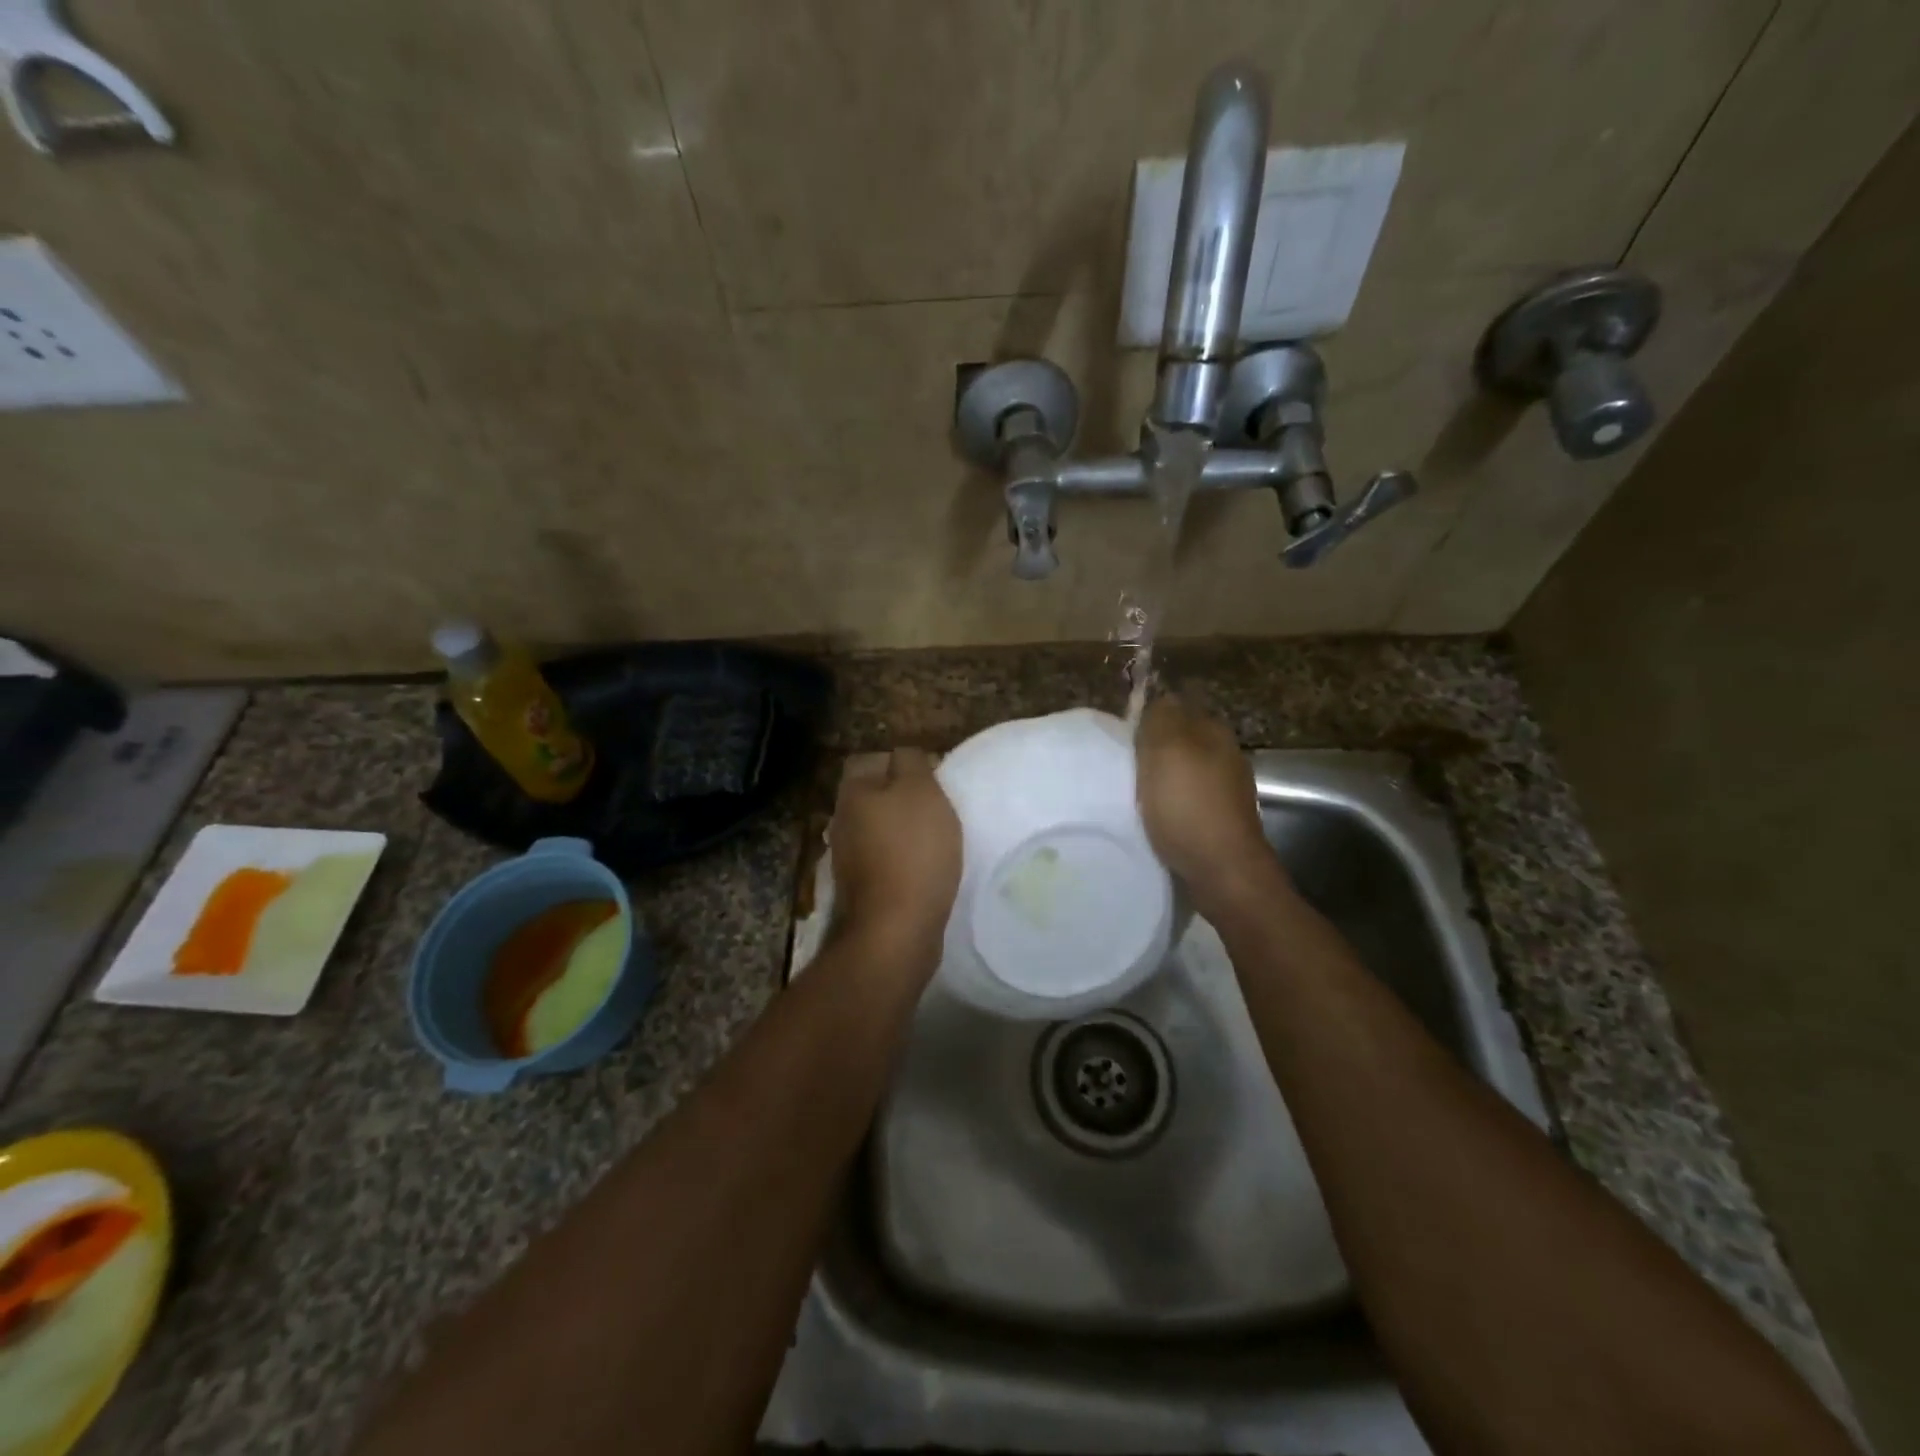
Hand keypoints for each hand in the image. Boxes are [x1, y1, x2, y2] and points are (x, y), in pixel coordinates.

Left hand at [830, 748, 961, 959]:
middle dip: (902, 797)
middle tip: (938, 806)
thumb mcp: (921, 792)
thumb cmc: (913, 851)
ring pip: (877, 828)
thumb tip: (904, 756)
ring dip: (902, 830)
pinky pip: (883, 860)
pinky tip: (925, 868)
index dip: (901, 761)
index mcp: (852, 792)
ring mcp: (847, 857)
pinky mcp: (860, 888)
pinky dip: (902, 859)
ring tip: (936, 838)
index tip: (933, 775)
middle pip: (873, 795)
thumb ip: (912, 762)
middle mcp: (841, 820)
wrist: (894, 929)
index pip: (869, 759)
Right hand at [1135, 696, 1275, 906]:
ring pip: (1183, 771)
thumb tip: (1160, 697)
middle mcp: (1225, 754)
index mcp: (1213, 731)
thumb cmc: (1189, 807)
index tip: (1122, 732)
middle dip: (1153, 747)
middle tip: (1120, 762)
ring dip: (1159, 778)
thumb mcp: (1167, 751)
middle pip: (1180, 739)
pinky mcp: (1219, 821)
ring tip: (1130, 791)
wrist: (1223, 872)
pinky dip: (1168, 803)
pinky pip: (1186, 800)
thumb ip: (1161, 718)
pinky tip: (1152, 816)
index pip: (1177, 705)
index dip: (1149, 715)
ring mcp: (1225, 790)